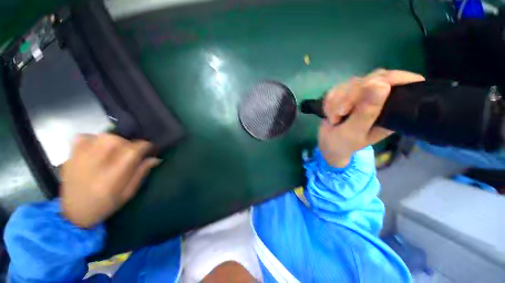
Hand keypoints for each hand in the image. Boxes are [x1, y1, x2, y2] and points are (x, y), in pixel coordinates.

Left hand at [61, 134, 159, 227]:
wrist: (74, 212)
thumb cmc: (106, 204)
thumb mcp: (129, 192)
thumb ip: (141, 173)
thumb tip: (155, 158)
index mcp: (113, 176)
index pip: (132, 151)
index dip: (144, 146)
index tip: (148, 149)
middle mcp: (96, 164)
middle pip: (117, 140)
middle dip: (129, 143)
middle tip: (130, 151)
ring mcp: (80, 158)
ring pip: (102, 136)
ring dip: (113, 140)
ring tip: (115, 149)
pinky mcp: (71, 156)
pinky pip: (82, 137)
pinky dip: (92, 138)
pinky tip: (96, 147)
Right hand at [319, 69, 424, 167]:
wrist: (328, 144)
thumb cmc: (343, 143)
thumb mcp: (354, 132)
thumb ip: (366, 112)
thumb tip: (381, 84)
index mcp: (392, 109)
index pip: (401, 82)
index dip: (389, 79)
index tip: (368, 88)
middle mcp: (380, 98)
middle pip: (372, 79)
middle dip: (351, 96)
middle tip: (340, 113)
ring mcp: (363, 94)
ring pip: (351, 83)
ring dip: (336, 101)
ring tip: (333, 119)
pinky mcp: (348, 93)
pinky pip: (337, 88)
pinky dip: (329, 101)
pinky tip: (328, 113)